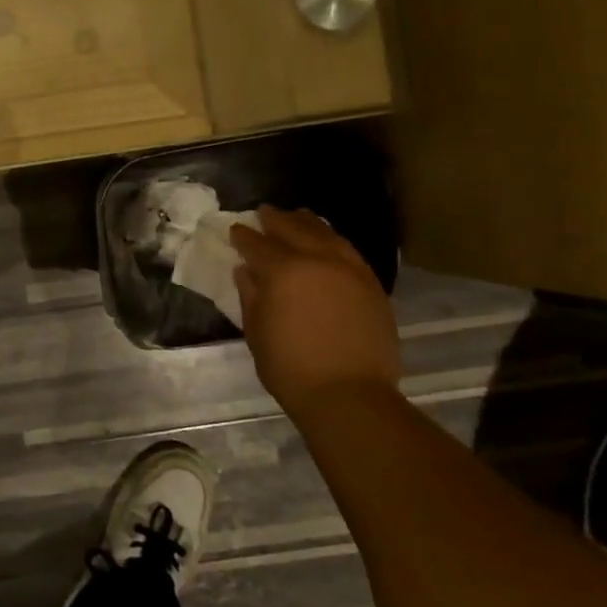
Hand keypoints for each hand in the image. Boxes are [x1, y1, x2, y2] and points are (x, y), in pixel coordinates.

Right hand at [231, 208, 400, 413]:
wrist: (349, 395)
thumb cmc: (290, 367)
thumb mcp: (256, 332)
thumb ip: (251, 296)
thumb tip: (246, 271)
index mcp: (283, 271)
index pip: (258, 244)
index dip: (244, 236)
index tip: (235, 230)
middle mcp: (317, 260)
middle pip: (294, 229)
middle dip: (275, 219)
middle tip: (264, 212)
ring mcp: (349, 270)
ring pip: (326, 234)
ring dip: (308, 223)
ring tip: (298, 216)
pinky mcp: (371, 284)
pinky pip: (349, 250)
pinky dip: (333, 240)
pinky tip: (328, 241)